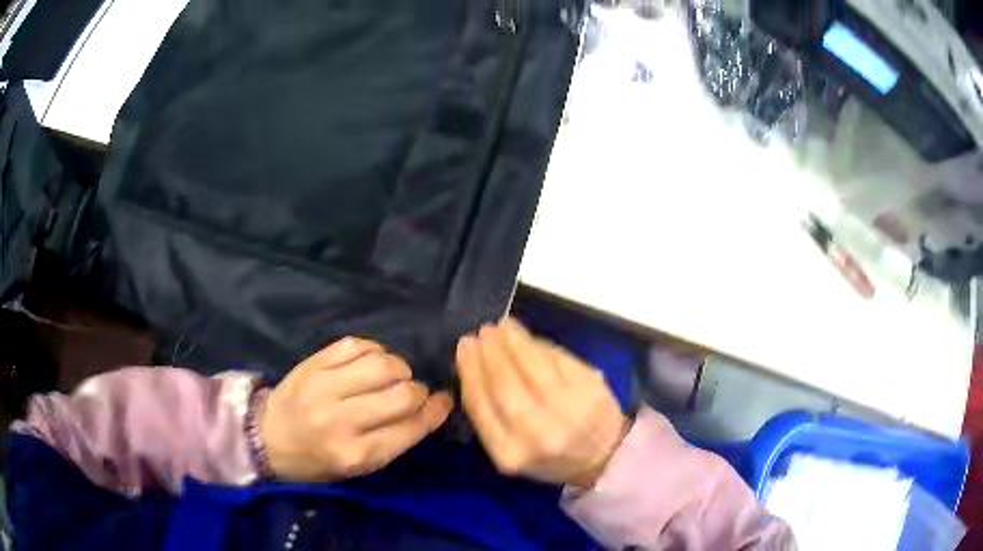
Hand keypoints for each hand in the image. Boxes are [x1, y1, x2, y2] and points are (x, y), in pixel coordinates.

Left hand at [262, 338, 453, 481]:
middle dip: (419, 391)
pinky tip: (373, 360)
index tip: (445, 401)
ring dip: (399, 367)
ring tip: (395, 375)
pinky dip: (375, 350)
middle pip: (401, 395)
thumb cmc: (315, 461)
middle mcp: (340, 420)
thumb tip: (429, 409)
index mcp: (353, 455)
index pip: (409, 429)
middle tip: (415, 392)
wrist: (265, 437)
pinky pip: (356, 345)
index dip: (435, 412)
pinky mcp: (313, 363)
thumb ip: (392, 441)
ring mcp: (324, 387)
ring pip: (382, 364)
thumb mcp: (356, 468)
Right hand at [456, 319, 628, 488]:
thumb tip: (476, 363)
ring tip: (503, 327)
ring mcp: (568, 411)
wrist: (602, 458)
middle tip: (482, 333)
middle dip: (489, 353)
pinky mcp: (590, 390)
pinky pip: (558, 360)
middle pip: (504, 384)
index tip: (464, 347)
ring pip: (533, 366)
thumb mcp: (511, 450)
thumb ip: (490, 414)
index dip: (469, 370)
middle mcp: (537, 434)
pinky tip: (528, 337)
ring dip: (514, 341)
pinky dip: (540, 345)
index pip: (480, 404)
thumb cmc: (550, 456)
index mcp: (510, 453)